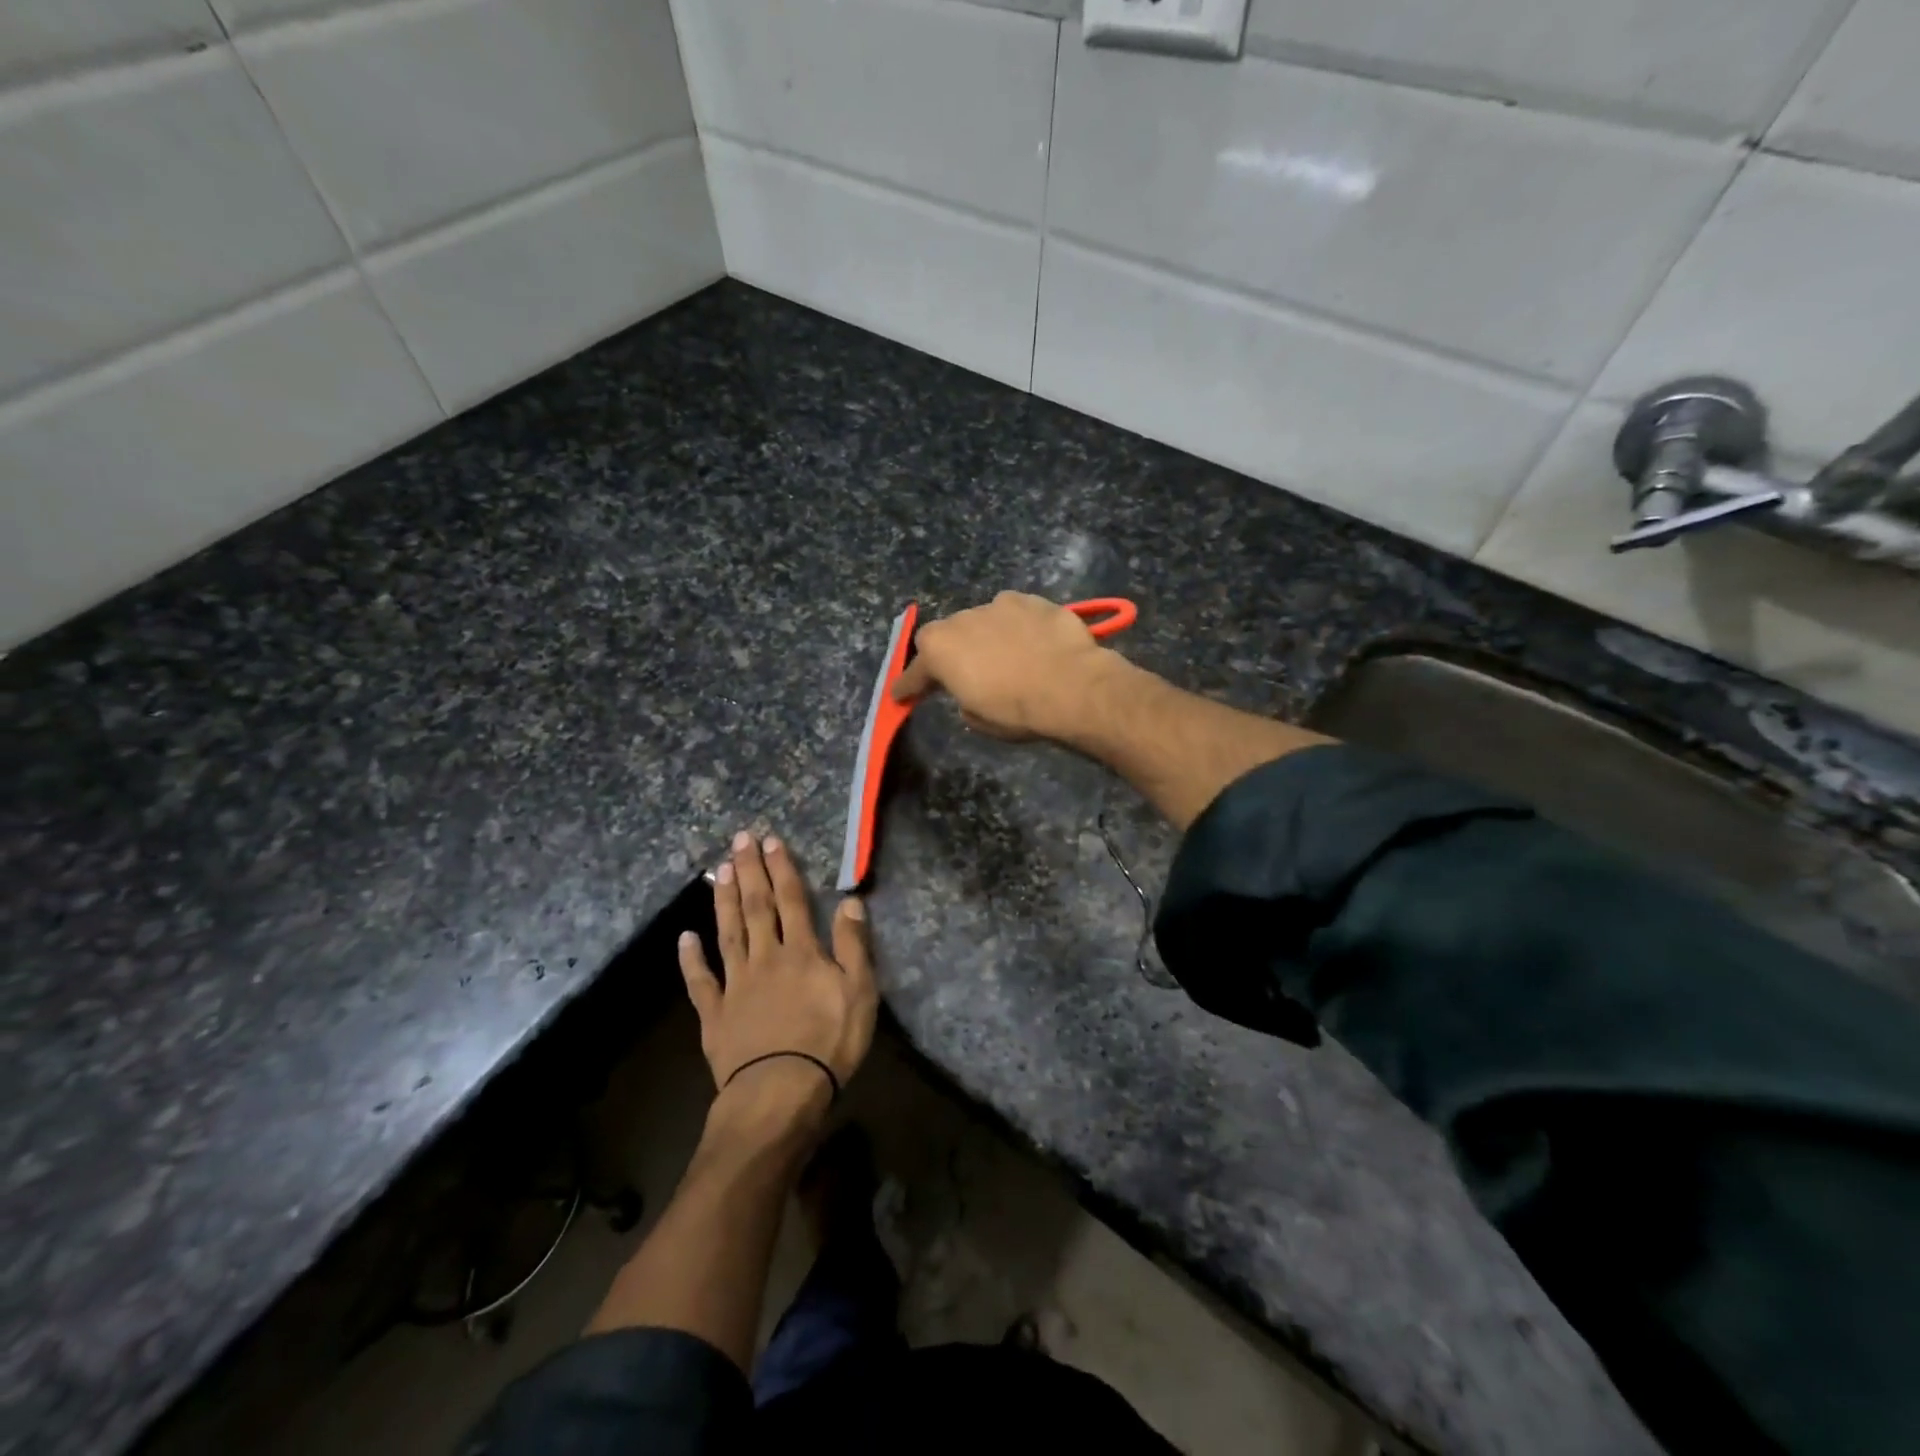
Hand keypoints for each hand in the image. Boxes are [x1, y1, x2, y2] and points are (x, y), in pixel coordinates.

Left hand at [679, 832, 878, 1122]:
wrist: (779, 1092)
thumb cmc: (828, 1042)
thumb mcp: (860, 992)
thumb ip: (854, 945)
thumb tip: (850, 901)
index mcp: (801, 952)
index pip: (792, 900)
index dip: (782, 869)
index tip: (771, 841)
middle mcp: (765, 958)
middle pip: (756, 907)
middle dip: (750, 871)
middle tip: (739, 840)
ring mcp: (735, 985)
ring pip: (728, 933)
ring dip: (725, 900)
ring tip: (720, 871)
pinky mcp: (714, 1014)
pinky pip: (700, 981)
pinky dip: (692, 959)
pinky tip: (685, 938)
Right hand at [891, 591, 1114, 740]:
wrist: (1071, 685)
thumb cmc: (1016, 709)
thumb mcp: (979, 720)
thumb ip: (964, 701)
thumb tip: (970, 693)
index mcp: (939, 650)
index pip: (914, 672)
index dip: (908, 686)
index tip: (902, 695)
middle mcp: (961, 619)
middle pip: (946, 635)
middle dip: (950, 653)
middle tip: (964, 673)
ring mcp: (997, 604)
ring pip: (981, 620)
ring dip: (985, 636)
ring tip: (1005, 656)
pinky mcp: (1030, 600)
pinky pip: (1014, 613)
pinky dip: (1016, 626)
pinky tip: (1032, 642)